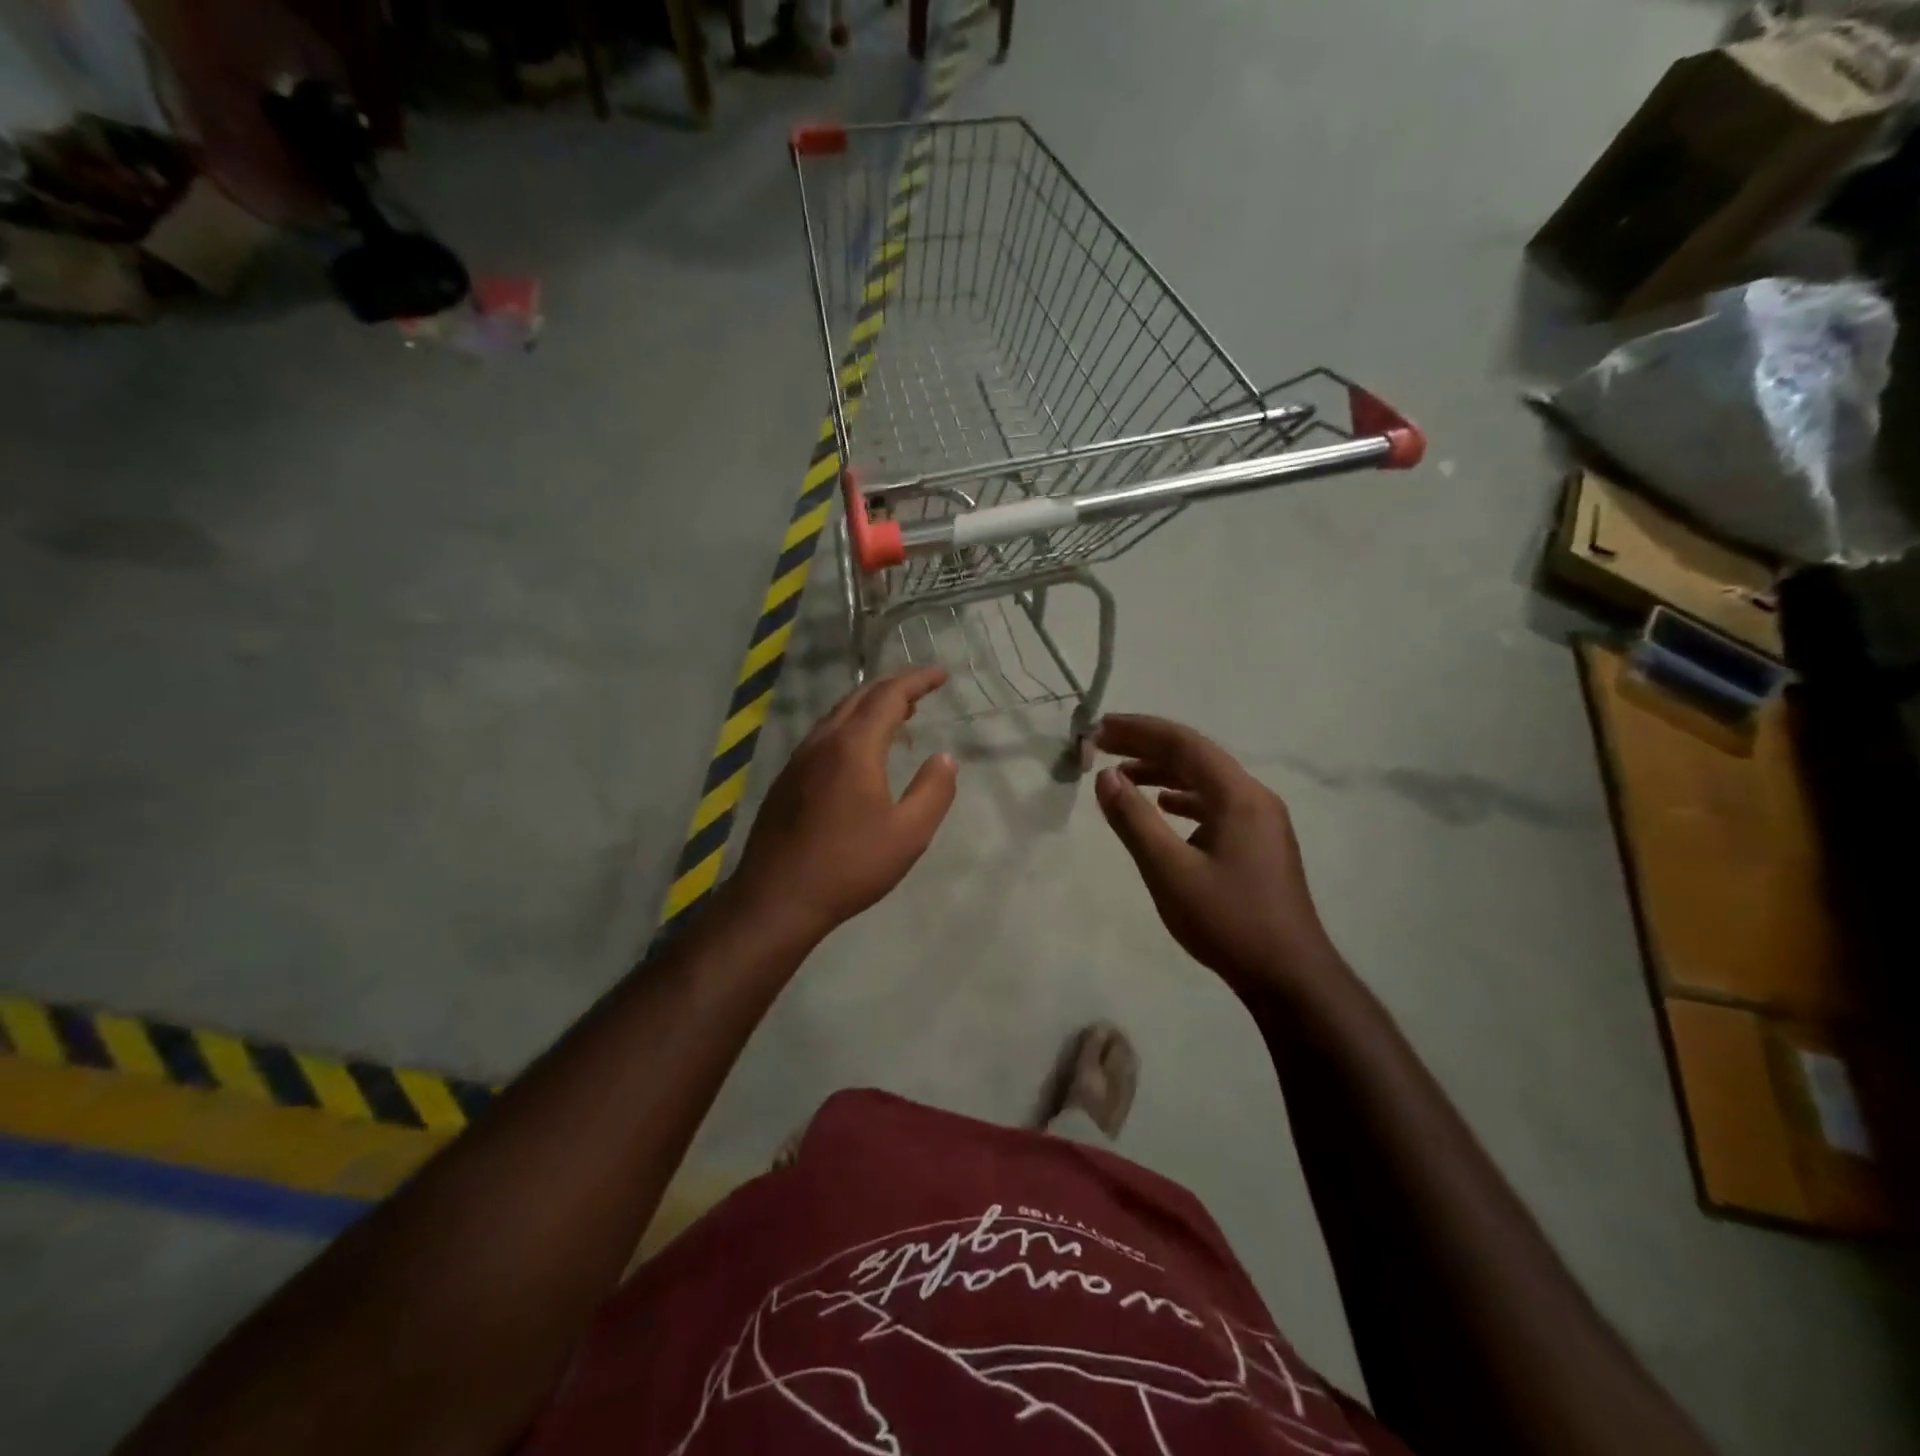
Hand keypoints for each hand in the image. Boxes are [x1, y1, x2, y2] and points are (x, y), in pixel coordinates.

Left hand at [731, 667, 957, 945]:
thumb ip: (933, 791)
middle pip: (860, 697)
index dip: (916, 681)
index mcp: (854, 747)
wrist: (777, 898)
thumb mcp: (909, 834)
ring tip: (897, 718)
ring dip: (869, 707)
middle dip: (893, 687)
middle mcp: (823, 742)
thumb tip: (946, 758)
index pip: (889, 696)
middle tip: (921, 691)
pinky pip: (824, 736)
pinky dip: (850, 728)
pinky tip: (859, 753)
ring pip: (838, 715)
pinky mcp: (787, 780)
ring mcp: (799, 760)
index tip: (940, 675)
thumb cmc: (849, 865)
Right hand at [1094, 714, 1338, 996]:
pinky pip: (1215, 803)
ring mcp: (1261, 820)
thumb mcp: (1169, 870)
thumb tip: (1105, 776)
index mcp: (1238, 795)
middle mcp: (1254, 797)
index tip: (1100, 728)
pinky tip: (1163, 805)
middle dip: (1147, 746)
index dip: (1138, 730)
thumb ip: (1134, 819)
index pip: (1183, 743)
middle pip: (1196, 756)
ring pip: (1206, 780)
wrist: (1289, 976)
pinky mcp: (1259, 842)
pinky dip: (1182, 797)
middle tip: (1102, 745)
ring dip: (1163, 771)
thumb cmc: (1227, 920)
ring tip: (1122, 774)